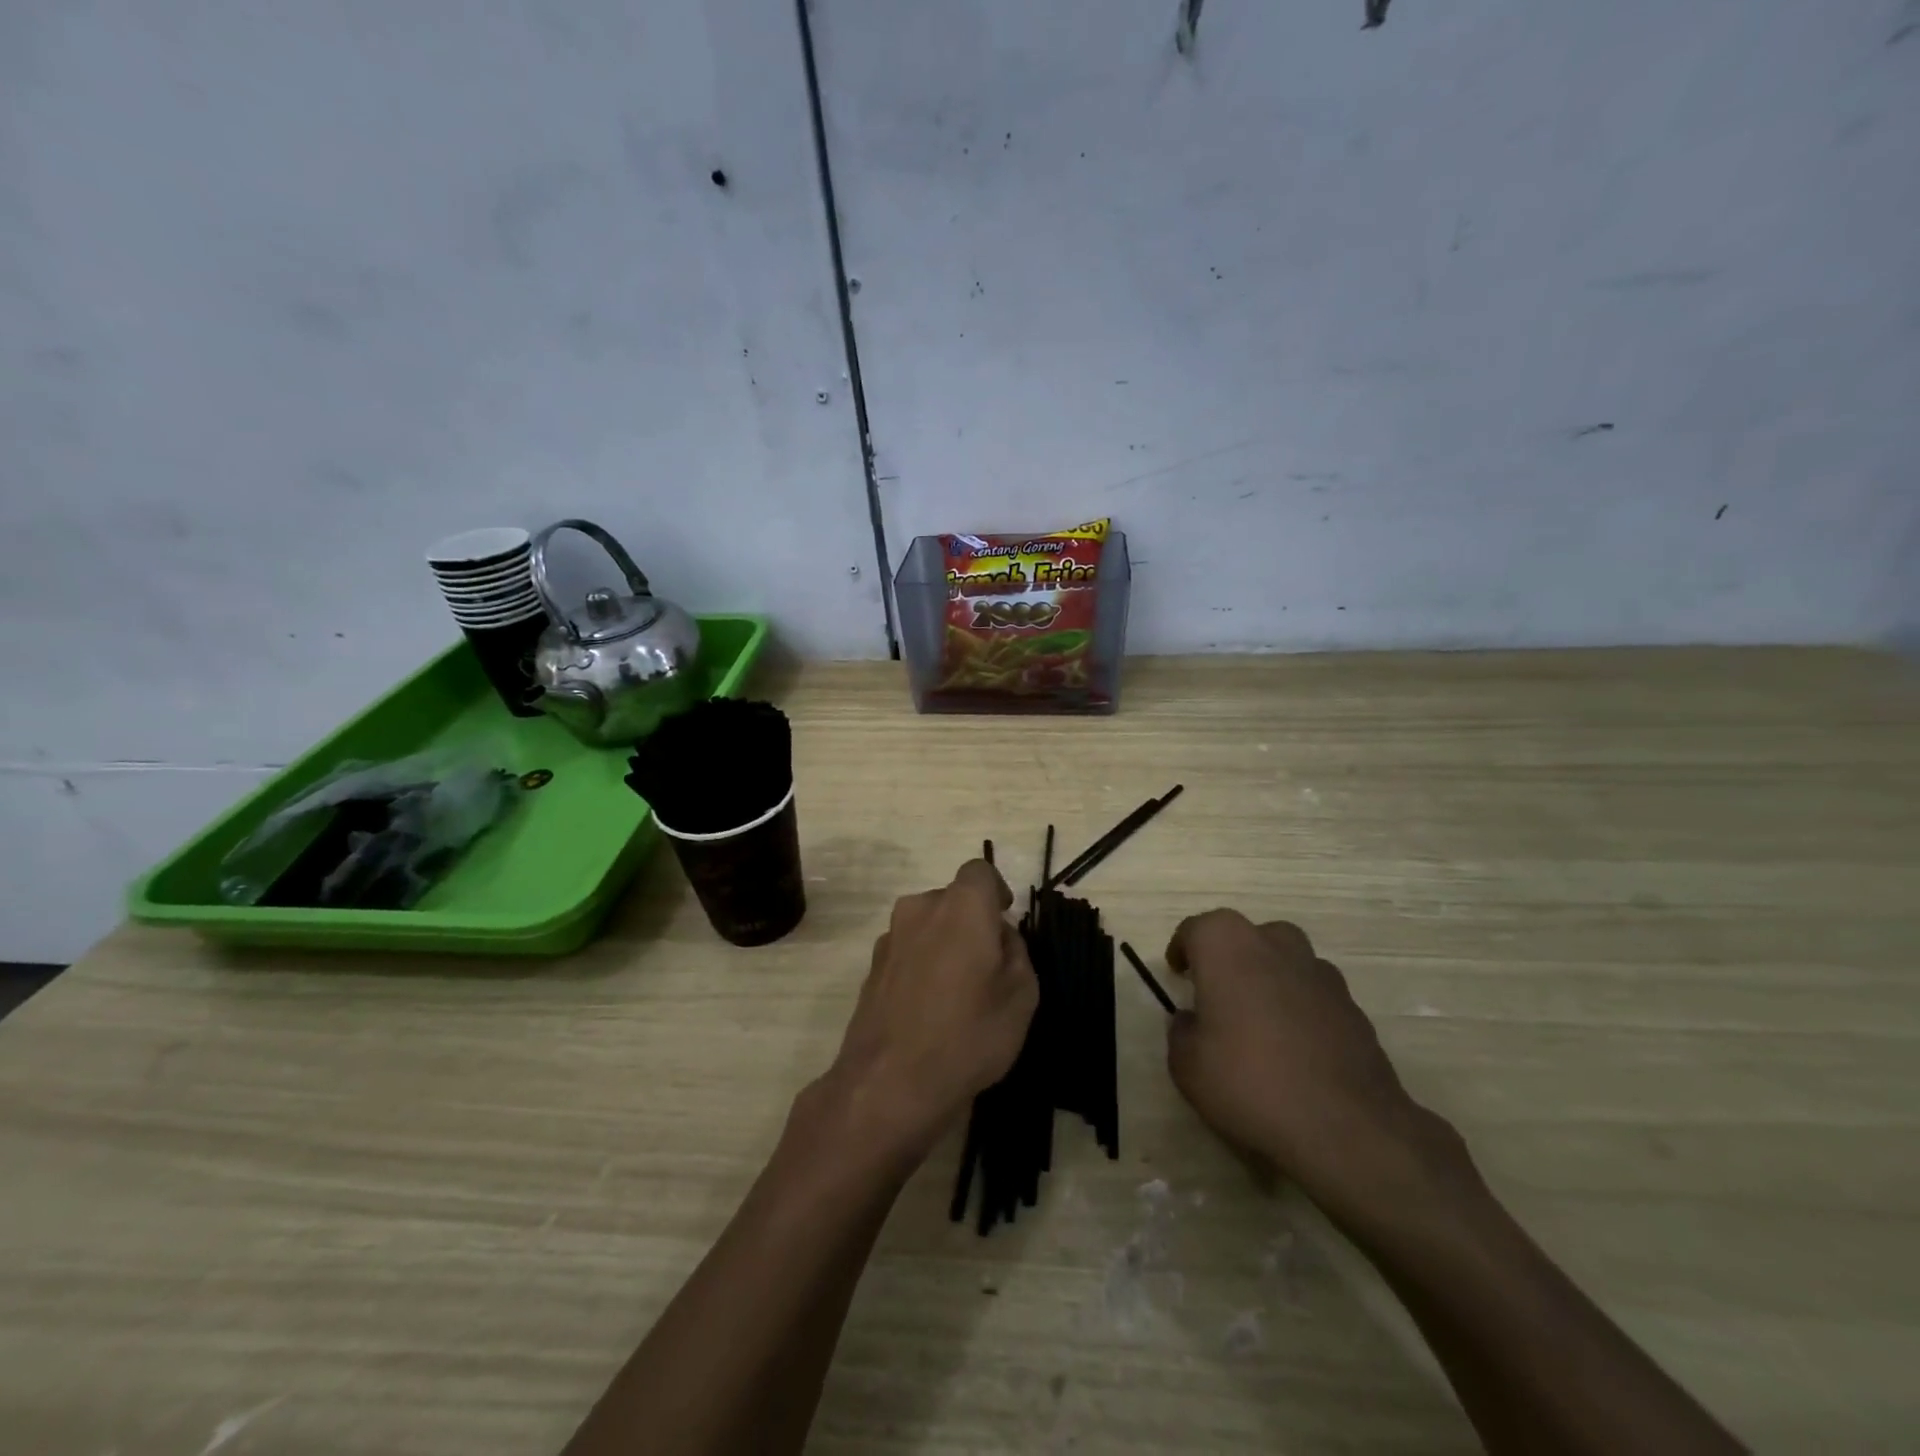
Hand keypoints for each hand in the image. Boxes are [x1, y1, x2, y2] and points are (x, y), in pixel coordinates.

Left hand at [819, 859, 1037, 1164]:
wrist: (890, 1084)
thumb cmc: (968, 1033)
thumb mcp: (1021, 994)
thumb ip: (1016, 951)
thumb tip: (999, 936)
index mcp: (960, 906)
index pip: (980, 871)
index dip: (996, 890)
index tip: (1005, 919)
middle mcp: (920, 909)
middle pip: (952, 900)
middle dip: (972, 921)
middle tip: (989, 965)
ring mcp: (890, 939)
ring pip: (927, 926)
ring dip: (945, 944)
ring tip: (960, 993)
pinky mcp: (871, 969)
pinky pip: (908, 953)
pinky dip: (922, 967)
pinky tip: (931, 1010)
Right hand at [1164, 910, 1455, 1209]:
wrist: (1346, 1128)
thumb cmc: (1249, 1082)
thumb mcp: (1187, 1065)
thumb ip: (1182, 1032)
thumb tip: (1193, 1021)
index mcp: (1227, 945)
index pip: (1196, 930)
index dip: (1183, 950)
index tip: (1178, 973)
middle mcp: (1275, 945)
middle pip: (1246, 937)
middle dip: (1229, 959)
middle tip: (1216, 995)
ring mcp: (1320, 973)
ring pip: (1285, 961)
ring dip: (1268, 980)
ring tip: (1258, 1022)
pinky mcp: (1353, 1007)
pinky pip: (1314, 995)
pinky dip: (1300, 1009)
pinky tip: (1295, 1049)